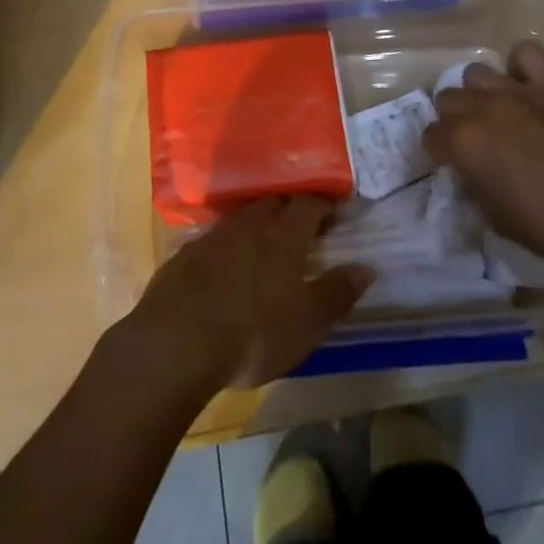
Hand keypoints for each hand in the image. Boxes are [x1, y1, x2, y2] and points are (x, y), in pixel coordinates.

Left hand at [116, 197, 370, 393]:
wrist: (177, 341)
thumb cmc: (253, 332)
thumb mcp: (306, 323)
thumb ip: (336, 292)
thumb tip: (366, 267)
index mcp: (284, 234)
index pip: (309, 203)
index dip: (324, 204)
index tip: (335, 211)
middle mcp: (250, 224)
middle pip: (274, 202)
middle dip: (290, 209)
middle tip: (303, 226)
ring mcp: (215, 235)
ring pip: (244, 218)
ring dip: (259, 224)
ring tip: (267, 244)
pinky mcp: (187, 254)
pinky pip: (216, 239)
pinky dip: (229, 245)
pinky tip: (228, 267)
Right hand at [423, 40, 543, 269]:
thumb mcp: (497, 220)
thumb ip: (475, 188)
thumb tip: (471, 174)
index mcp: (464, 142)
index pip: (430, 137)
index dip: (439, 153)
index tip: (453, 166)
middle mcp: (482, 107)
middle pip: (447, 99)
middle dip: (455, 120)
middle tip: (476, 142)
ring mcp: (517, 90)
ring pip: (476, 73)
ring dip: (481, 94)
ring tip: (499, 113)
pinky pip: (526, 53)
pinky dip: (521, 67)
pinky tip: (528, 87)